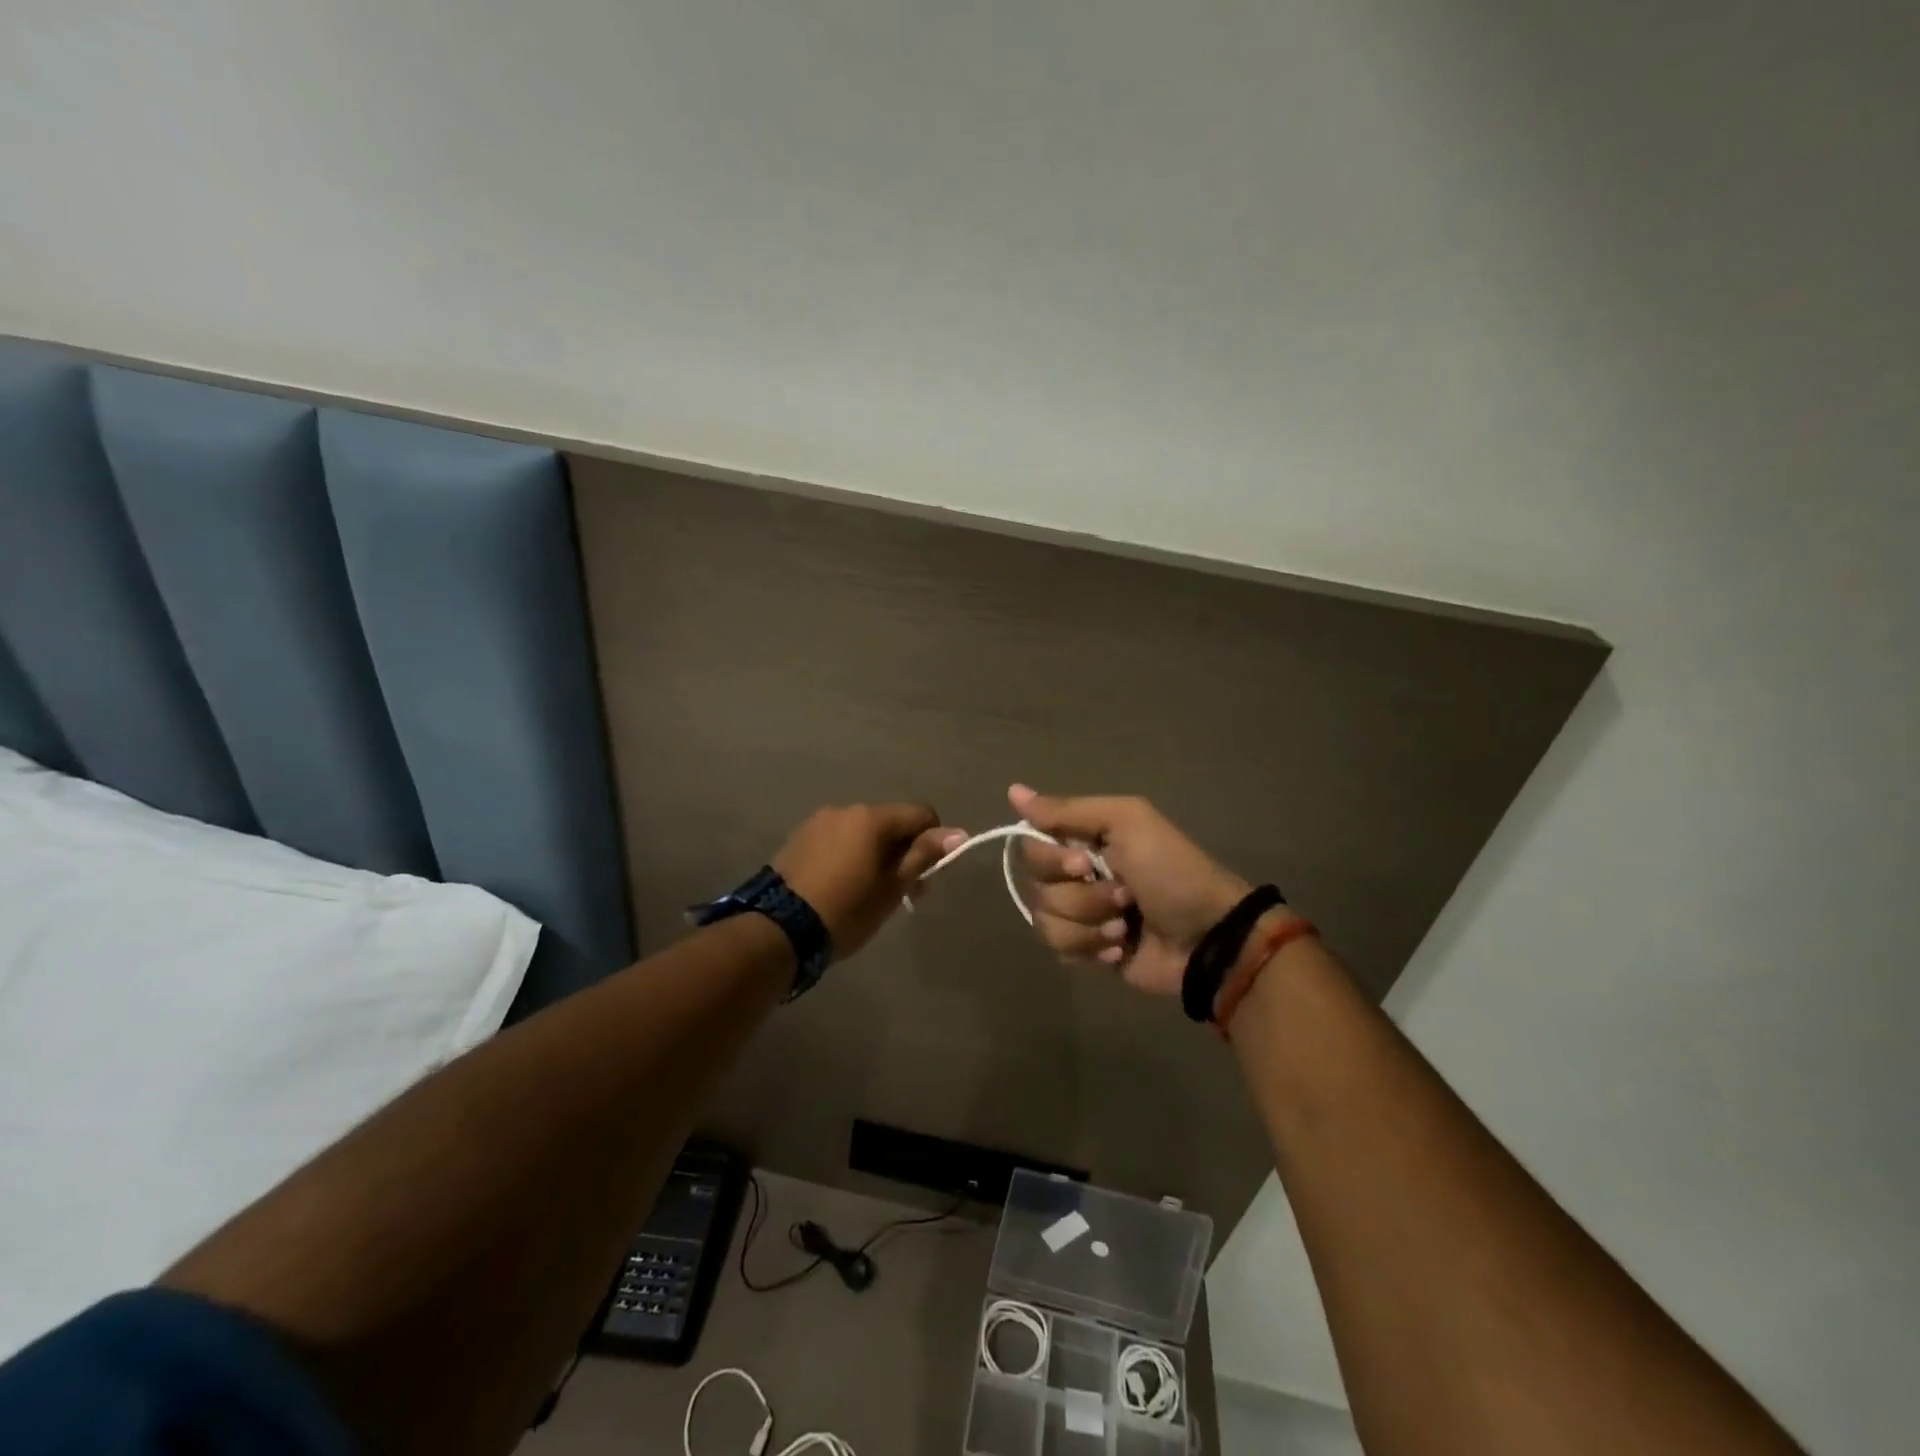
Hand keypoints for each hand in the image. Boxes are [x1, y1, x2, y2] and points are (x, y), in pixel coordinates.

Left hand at [773, 804, 966, 958]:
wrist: (778, 930)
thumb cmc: (846, 910)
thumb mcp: (891, 888)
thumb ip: (923, 856)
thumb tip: (957, 833)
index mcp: (872, 818)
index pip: (921, 814)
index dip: (933, 841)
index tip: (926, 876)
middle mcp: (846, 810)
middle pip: (891, 823)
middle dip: (903, 853)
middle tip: (903, 894)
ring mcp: (819, 822)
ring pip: (863, 833)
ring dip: (875, 855)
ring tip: (869, 894)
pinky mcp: (799, 838)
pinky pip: (838, 840)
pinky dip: (850, 857)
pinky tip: (842, 887)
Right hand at [1009, 784, 1249, 995]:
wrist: (1207, 936)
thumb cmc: (1170, 871)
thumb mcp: (1126, 822)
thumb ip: (1068, 809)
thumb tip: (1012, 790)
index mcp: (1083, 840)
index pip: (1031, 846)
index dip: (1051, 859)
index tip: (1084, 863)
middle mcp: (1076, 874)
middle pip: (1037, 887)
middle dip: (1081, 896)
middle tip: (1123, 896)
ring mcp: (1082, 915)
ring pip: (1046, 922)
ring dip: (1089, 924)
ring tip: (1124, 926)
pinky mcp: (1088, 951)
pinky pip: (1060, 950)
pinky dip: (1091, 948)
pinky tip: (1120, 948)